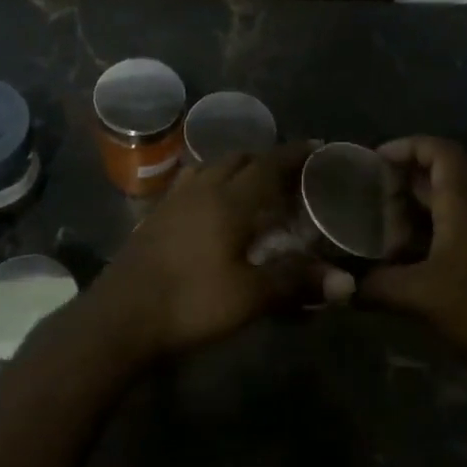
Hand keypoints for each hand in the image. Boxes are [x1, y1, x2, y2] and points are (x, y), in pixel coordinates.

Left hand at [87, 143, 333, 355]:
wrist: (120, 319)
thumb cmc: (190, 303)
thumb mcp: (249, 297)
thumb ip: (295, 282)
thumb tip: (346, 282)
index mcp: (228, 201)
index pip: (268, 165)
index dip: (294, 154)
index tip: (317, 147)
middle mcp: (200, 190)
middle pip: (237, 159)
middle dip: (265, 160)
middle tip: (289, 175)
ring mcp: (172, 202)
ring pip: (209, 168)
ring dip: (234, 169)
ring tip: (251, 186)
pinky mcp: (153, 219)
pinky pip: (188, 185)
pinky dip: (208, 184)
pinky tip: (210, 208)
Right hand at [358, 136, 466, 365]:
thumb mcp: (419, 296)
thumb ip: (375, 286)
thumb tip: (339, 286)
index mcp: (462, 210)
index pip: (443, 154)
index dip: (410, 145)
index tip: (376, 158)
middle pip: (436, 181)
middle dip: (398, 181)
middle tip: (361, 194)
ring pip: (438, 212)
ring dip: (405, 214)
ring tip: (368, 228)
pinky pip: (442, 239)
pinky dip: (416, 241)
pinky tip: (392, 263)